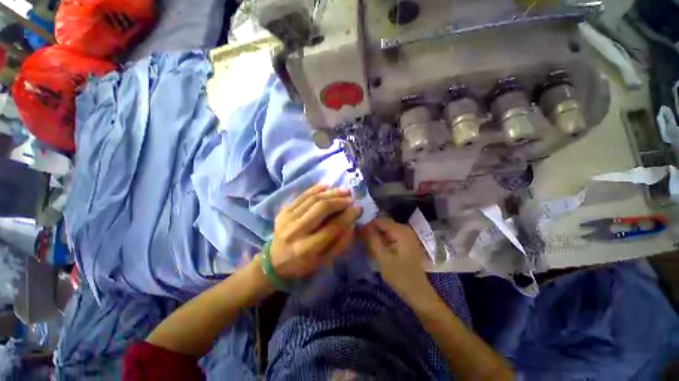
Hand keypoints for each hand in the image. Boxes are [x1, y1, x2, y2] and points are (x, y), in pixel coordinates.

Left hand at [270, 184, 361, 278]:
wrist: (274, 261)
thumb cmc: (303, 264)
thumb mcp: (324, 261)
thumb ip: (340, 243)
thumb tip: (351, 223)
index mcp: (307, 248)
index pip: (332, 227)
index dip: (347, 216)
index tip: (358, 208)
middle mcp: (296, 231)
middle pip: (321, 208)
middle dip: (339, 201)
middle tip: (351, 198)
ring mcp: (287, 218)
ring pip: (313, 199)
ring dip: (331, 193)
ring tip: (344, 190)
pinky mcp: (283, 210)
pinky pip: (302, 195)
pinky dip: (316, 188)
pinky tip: (327, 185)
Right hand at [359, 217, 431, 299]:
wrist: (418, 292)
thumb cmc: (401, 276)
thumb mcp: (383, 258)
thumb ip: (373, 240)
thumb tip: (363, 225)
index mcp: (401, 231)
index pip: (380, 220)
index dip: (368, 224)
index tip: (357, 230)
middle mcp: (405, 229)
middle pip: (384, 224)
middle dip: (372, 229)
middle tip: (360, 237)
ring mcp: (407, 235)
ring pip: (387, 229)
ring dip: (377, 234)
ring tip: (366, 242)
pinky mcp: (407, 242)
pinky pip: (391, 235)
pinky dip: (383, 239)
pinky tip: (376, 246)